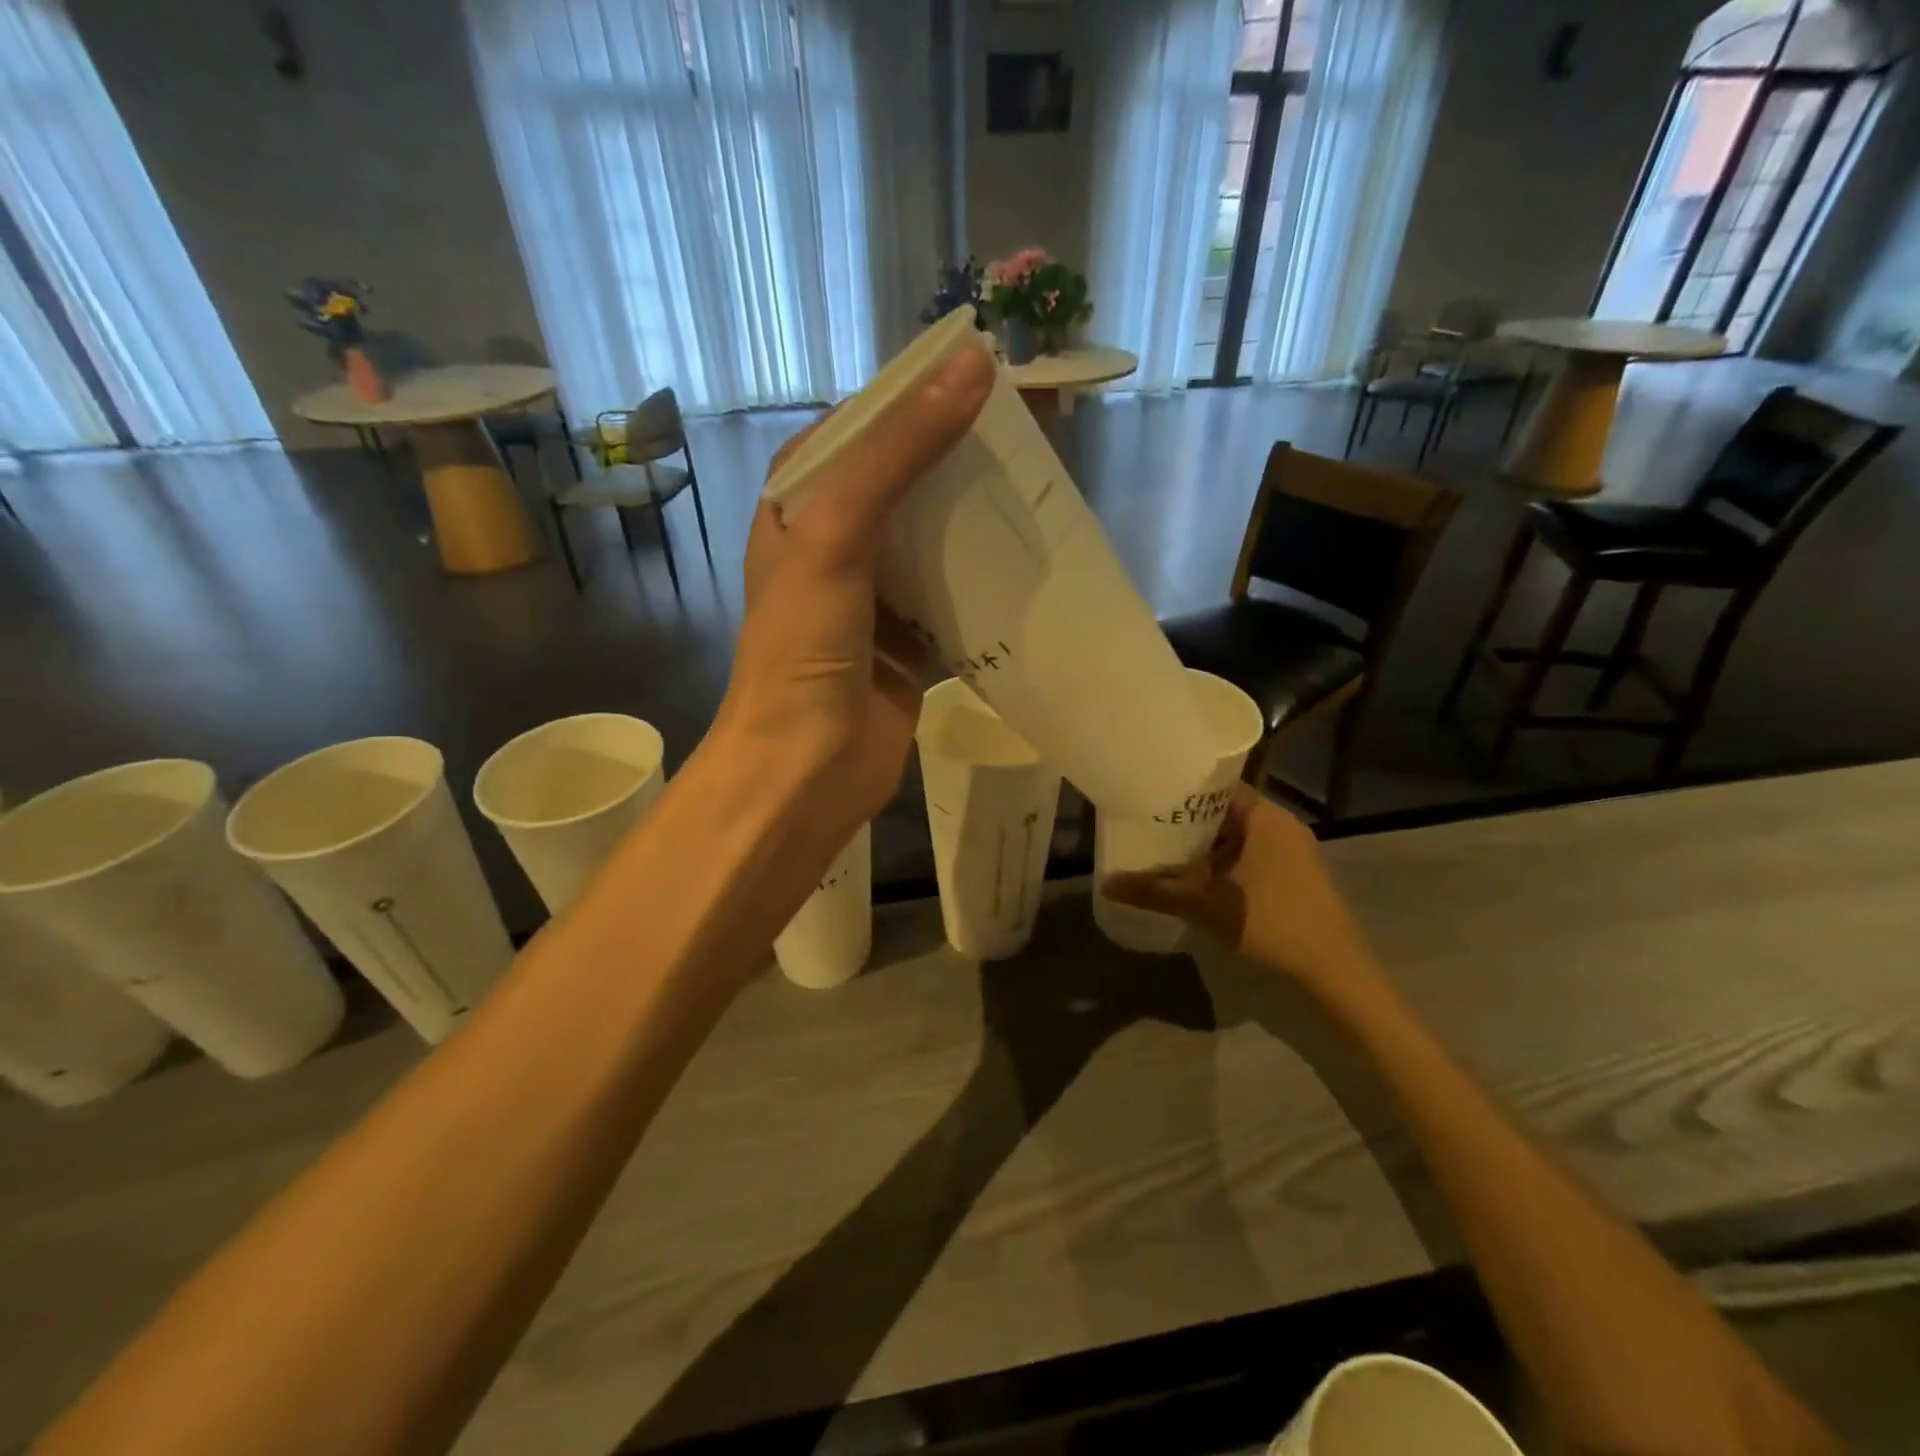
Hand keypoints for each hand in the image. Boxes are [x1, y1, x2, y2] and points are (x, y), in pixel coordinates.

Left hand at [714, 345, 992, 855]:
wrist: (805, 769)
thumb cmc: (804, 648)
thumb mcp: (837, 535)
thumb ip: (898, 453)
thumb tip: (970, 366)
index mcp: (799, 509)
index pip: (859, 429)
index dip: (913, 398)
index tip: (980, 376)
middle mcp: (835, 546)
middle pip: (903, 481)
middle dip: (958, 458)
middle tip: (1027, 434)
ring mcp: (874, 598)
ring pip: (934, 540)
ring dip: (978, 519)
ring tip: (1038, 488)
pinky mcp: (909, 644)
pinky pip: (954, 599)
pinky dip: (987, 584)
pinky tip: (1029, 564)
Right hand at [1100, 788, 1375, 989]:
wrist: (1334, 969)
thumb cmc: (1270, 922)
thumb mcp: (1204, 905)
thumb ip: (1155, 891)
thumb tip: (1106, 884)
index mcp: (1264, 816)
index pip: (1216, 785)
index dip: (1182, 788)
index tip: (1149, 795)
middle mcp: (1281, 823)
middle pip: (1225, 810)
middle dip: (1187, 820)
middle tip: (1148, 824)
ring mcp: (1293, 849)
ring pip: (1238, 834)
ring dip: (1206, 844)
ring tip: (1166, 849)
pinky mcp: (1297, 873)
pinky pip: (1252, 853)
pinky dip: (1225, 859)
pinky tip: (1200, 877)